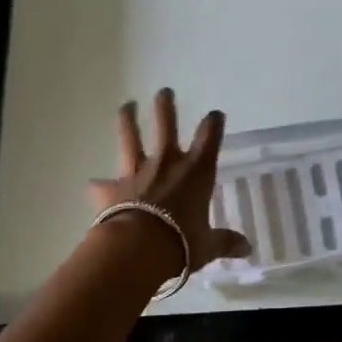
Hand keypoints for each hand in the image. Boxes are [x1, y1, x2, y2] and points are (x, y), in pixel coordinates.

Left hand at [88, 89, 252, 273]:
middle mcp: (166, 164)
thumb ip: (225, 241)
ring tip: (126, 105)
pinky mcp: (111, 189)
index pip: (209, 138)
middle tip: (164, 92)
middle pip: (166, 126)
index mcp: (196, 172)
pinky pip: (102, 186)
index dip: (213, 123)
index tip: (215, 114)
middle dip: (165, 107)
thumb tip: (247, 250)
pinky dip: (99, 186)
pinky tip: (94, 186)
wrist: (138, 248)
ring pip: (130, 139)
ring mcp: (136, 173)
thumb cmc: (182, 242)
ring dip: (128, 121)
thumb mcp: (208, 245)